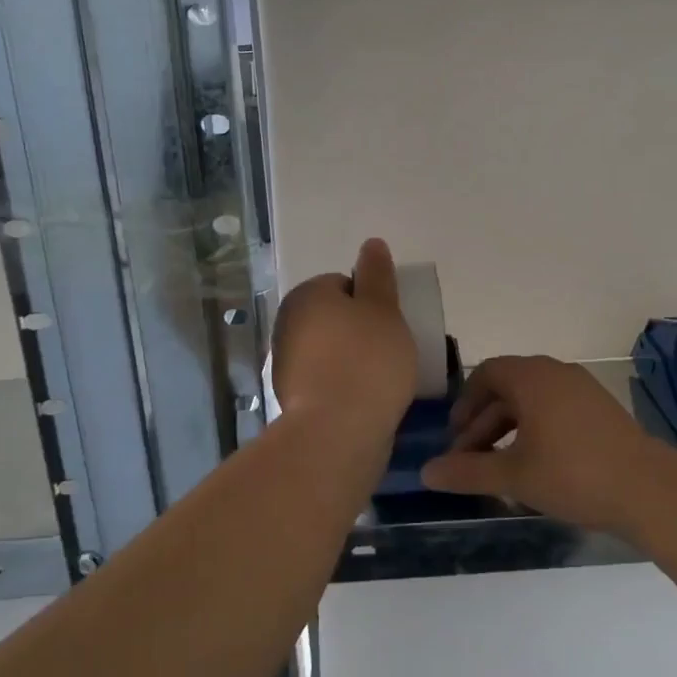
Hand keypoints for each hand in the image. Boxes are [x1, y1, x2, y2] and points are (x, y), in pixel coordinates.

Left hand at [270, 239, 417, 440]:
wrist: (337, 432)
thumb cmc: (367, 360)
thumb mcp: (384, 308)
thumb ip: (377, 275)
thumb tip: (371, 243)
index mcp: (307, 295)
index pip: (344, 284)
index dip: (372, 301)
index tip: (391, 323)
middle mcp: (288, 323)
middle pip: (335, 317)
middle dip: (360, 330)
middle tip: (391, 349)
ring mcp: (286, 363)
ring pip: (330, 350)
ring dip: (352, 358)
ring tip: (383, 378)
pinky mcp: (292, 398)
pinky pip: (326, 380)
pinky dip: (343, 385)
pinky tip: (365, 399)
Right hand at [421, 355, 676, 537]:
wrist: (647, 488)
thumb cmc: (573, 474)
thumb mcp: (513, 476)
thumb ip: (467, 472)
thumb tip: (426, 473)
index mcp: (532, 377)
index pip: (487, 373)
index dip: (465, 402)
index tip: (455, 436)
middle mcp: (556, 373)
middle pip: (508, 387)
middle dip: (484, 421)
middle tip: (469, 458)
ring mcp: (582, 389)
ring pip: (533, 400)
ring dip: (509, 427)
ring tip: (499, 466)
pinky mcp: (600, 409)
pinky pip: (555, 409)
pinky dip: (535, 429)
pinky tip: (534, 465)